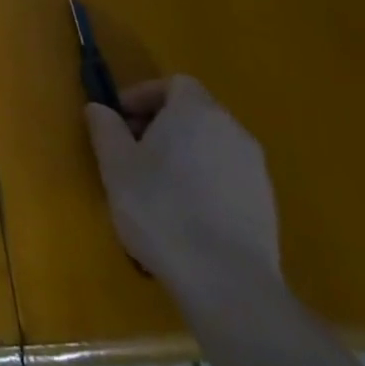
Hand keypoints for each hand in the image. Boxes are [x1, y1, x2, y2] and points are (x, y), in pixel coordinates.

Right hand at [84, 76, 279, 298]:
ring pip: (210, 145)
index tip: (120, 120)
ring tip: (154, 186)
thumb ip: (104, 127)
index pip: (175, 83)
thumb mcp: (115, 164)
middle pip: (194, 112)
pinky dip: (203, 181)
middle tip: (131, 152)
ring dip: (181, 154)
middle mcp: (232, 130)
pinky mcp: (266, 204)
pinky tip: (184, 214)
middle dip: (160, 125)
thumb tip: (99, 108)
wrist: (226, 281)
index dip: (144, 95)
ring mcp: (255, 168)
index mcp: (196, 112)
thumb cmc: (161, 209)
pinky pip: (226, 175)